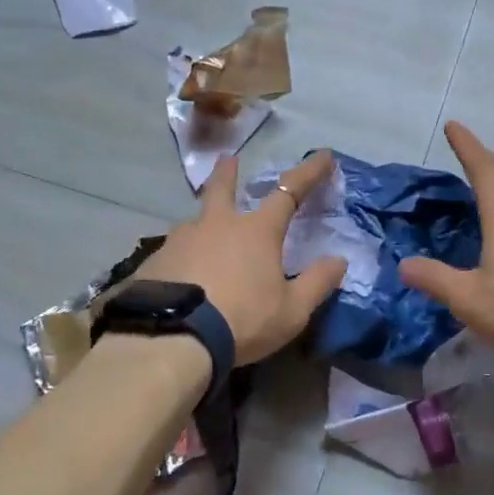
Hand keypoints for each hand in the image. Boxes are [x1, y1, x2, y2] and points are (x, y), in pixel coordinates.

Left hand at [135, 152, 348, 364]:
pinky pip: (173, 252)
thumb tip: (339, 260)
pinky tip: (179, 272)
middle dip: (227, 172)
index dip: (309, 173)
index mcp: (256, 231)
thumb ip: (317, 283)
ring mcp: (181, 241)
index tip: (323, 156)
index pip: (289, 192)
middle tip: (227, 158)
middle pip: (221, 189)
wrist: (175, 338)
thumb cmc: (243, 320)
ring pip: (194, 222)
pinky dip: (182, 256)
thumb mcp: (292, 310)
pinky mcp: (155, 262)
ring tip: (202, 234)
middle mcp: (216, 225)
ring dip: (202, 222)